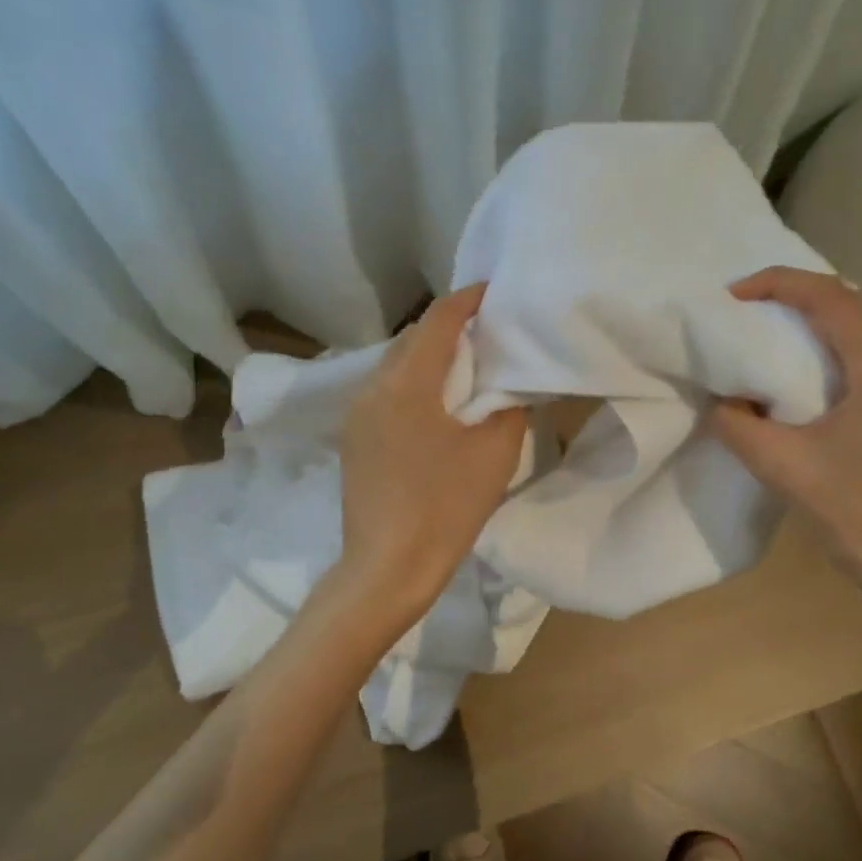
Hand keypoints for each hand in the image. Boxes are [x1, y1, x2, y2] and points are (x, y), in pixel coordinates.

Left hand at [336, 284, 527, 619]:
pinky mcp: (355, 439)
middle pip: (413, 338)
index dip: (468, 299)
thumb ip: (506, 406)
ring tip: (468, 366)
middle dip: (450, 328)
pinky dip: (416, 385)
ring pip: (397, 366)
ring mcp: (357, 415)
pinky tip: (439, 404)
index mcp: (406, 383)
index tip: (495, 291)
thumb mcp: (494, 453)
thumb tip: (505, 386)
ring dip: (431, 357)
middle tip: (489, 332)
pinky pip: (387, 393)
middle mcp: (373, 387)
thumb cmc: (445, 507)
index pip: (438, 320)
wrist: (388, 568)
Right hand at [711, 267, 861, 607]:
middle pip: (856, 300)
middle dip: (802, 294)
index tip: (733, 296)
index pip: (829, 297)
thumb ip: (736, 425)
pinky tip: (814, 378)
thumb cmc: (854, 511)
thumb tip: (719, 402)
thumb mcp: (781, 466)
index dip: (777, 284)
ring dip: (825, 319)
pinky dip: (841, 346)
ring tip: (779, 337)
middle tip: (756, 312)